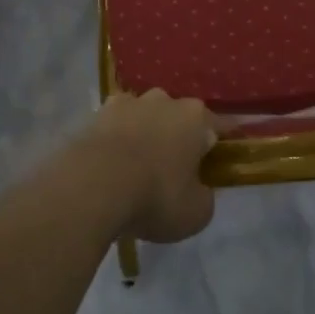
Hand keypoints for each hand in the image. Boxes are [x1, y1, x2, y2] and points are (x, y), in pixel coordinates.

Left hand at [83, 89, 217, 243]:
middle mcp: (164, 100)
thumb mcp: (196, 213)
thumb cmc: (155, 196)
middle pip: (178, 117)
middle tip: (174, 169)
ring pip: (144, 117)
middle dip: (178, 137)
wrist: (93, 186)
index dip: (221, 141)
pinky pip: (115, 126)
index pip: (219, 126)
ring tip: (137, 167)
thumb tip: (199, 189)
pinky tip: (110, 165)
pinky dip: (116, 140)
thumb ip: (204, 196)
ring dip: (145, 135)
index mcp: (195, 118)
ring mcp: (128, 102)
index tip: (221, 155)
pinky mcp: (97, 114)